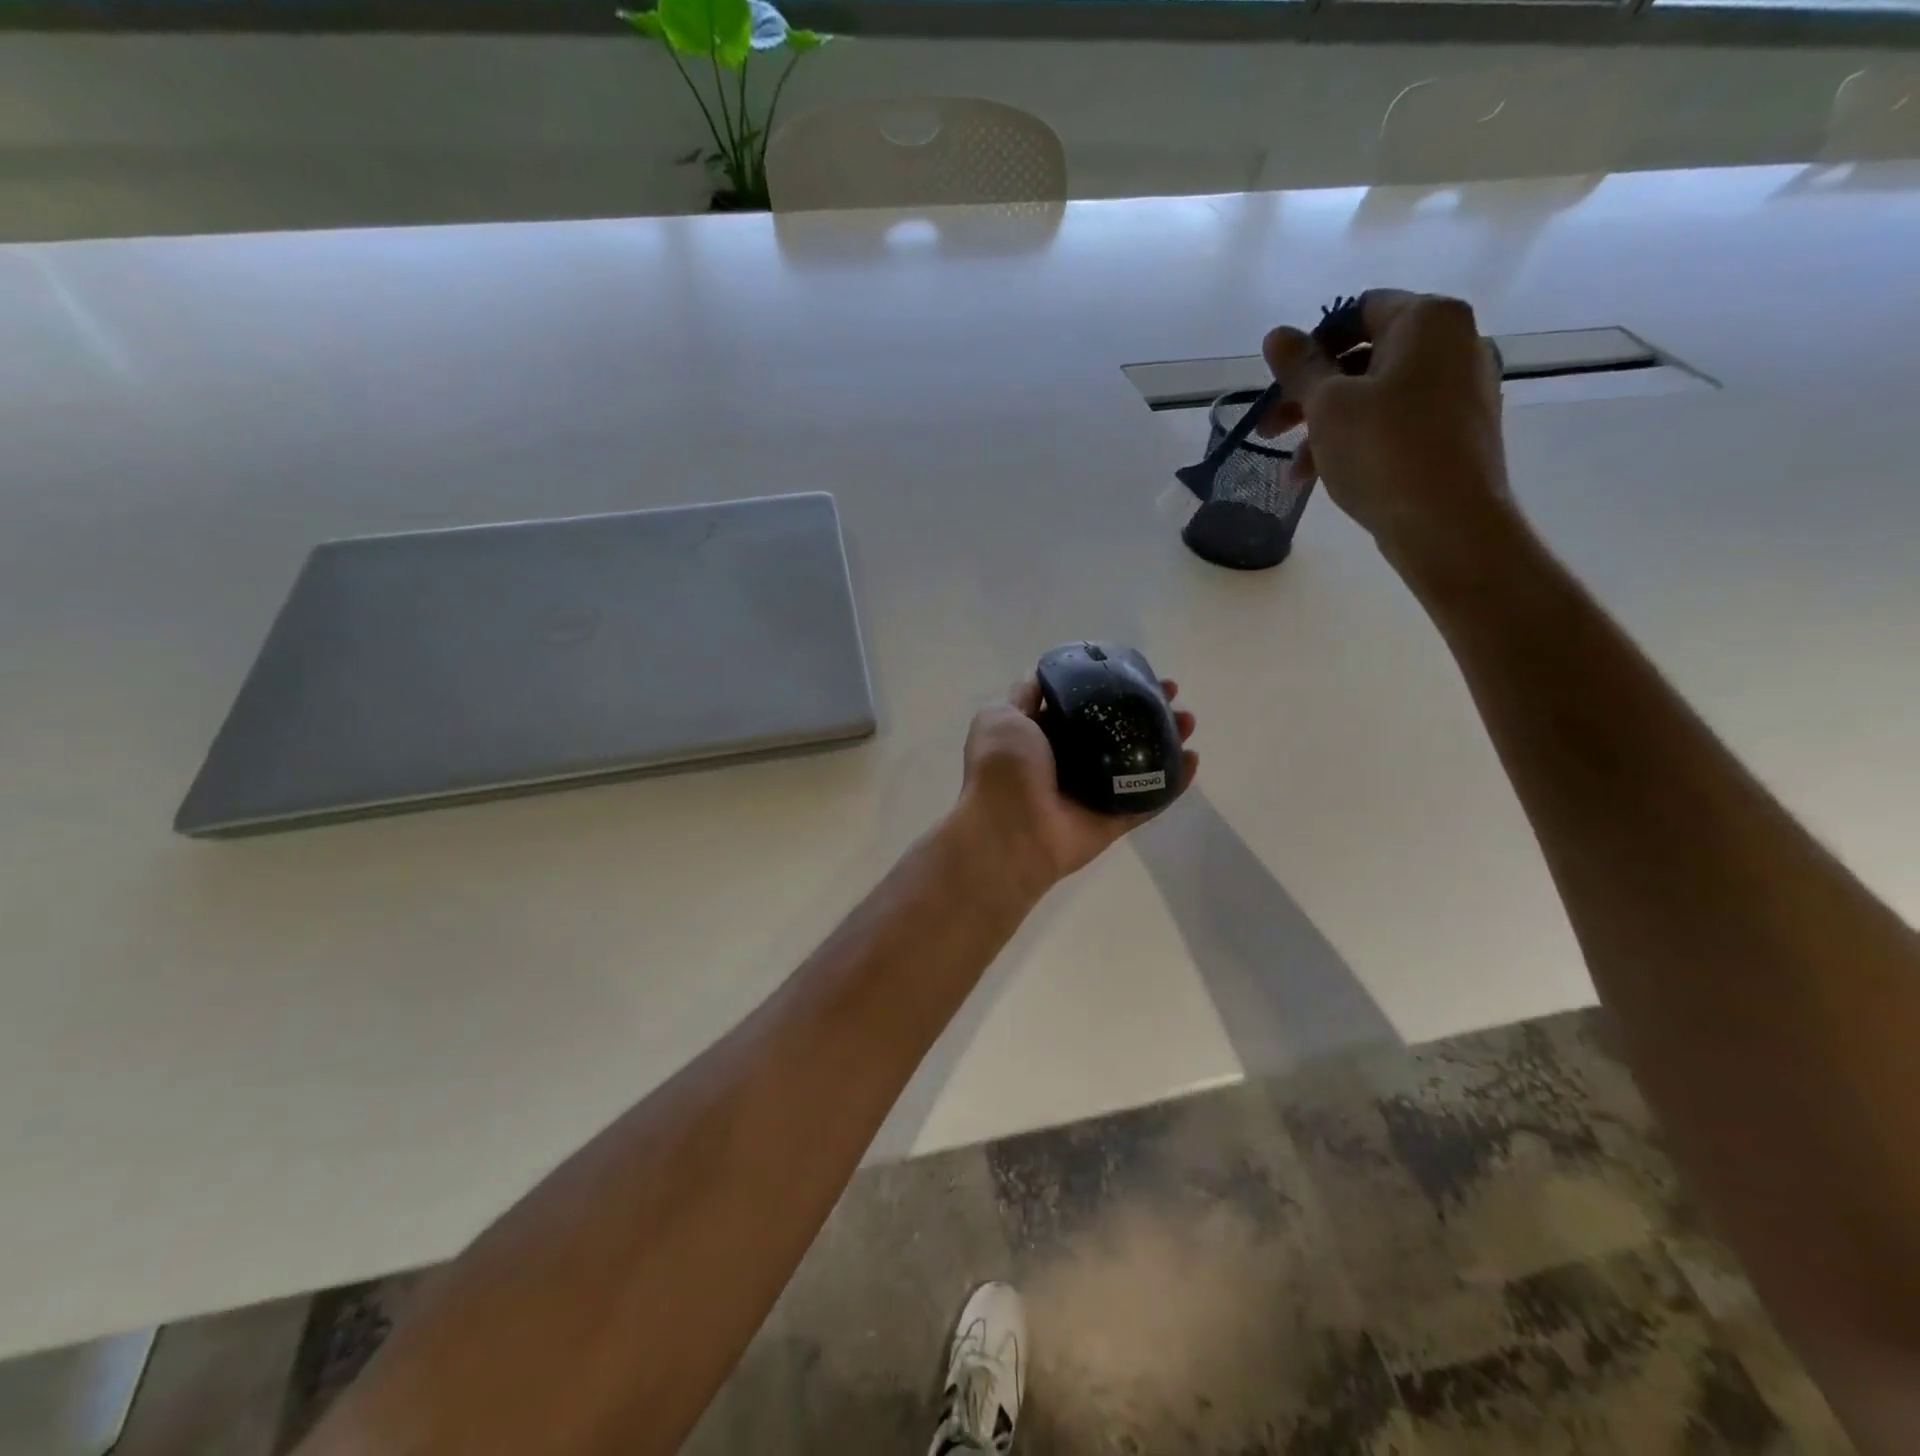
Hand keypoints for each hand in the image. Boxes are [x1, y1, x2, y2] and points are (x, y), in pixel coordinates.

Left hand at [953, 678, 1197, 895]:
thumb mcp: (1001, 716)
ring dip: (1166, 740)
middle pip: (1116, 731)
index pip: (1082, 706)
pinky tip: (1194, 759)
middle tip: (1172, 694)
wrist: (1009, 831)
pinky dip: (1173, 782)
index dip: (1107, 686)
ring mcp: (1093, 794)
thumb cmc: (1004, 768)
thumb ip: (1023, 695)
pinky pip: (1148, 799)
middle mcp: (1068, 763)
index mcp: (1041, 738)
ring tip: (1189, 720)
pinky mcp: (1113, 820)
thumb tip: (1043, 674)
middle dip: (1145, 710)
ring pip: (1137, 762)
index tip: (1134, 672)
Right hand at [1260, 289, 1515, 576]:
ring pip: (1377, 395)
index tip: (1280, 385)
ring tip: (1295, 470)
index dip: (1311, 346)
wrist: (1448, 522)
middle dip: (1311, 394)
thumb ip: (1299, 368)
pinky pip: (1398, 421)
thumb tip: (1276, 334)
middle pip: (1364, 357)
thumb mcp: (1328, 406)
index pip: (1358, 311)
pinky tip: (1329, 474)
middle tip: (1270, 429)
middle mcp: (1454, 342)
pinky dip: (1360, 439)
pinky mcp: (1459, 429)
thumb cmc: (1383, 451)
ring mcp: (1462, 387)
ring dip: (1328, 425)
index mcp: (1428, 320)